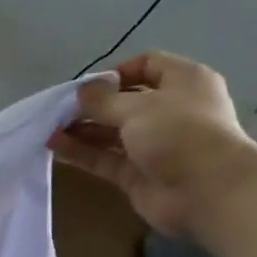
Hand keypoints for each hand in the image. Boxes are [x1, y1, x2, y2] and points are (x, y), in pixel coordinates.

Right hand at [48, 50, 256, 240]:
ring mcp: (153, 145)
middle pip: (124, 101)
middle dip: (91, 105)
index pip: (147, 64)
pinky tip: (56, 148)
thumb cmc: (179, 133)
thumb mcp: (138, 106)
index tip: (87, 86)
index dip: (115, 72)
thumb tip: (80, 92)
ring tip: (49, 129)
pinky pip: (105, 159)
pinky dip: (82, 153)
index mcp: (182, 81)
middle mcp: (169, 110)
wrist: (207, 191)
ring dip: (82, 130)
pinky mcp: (137, 174)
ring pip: (111, 132)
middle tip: (59, 110)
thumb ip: (103, 100)